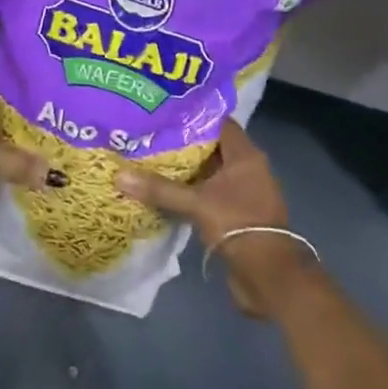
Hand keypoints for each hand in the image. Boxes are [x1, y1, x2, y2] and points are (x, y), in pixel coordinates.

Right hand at [115, 122, 313, 318]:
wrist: (268, 276)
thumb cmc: (237, 225)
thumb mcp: (196, 204)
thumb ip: (159, 189)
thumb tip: (119, 175)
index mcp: (245, 156)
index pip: (219, 122)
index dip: (194, 116)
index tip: (165, 112)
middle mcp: (247, 168)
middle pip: (212, 147)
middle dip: (183, 143)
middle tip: (151, 135)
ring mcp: (243, 193)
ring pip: (210, 172)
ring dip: (186, 170)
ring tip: (151, 159)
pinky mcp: (237, 214)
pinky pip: (210, 194)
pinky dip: (191, 191)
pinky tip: (165, 191)